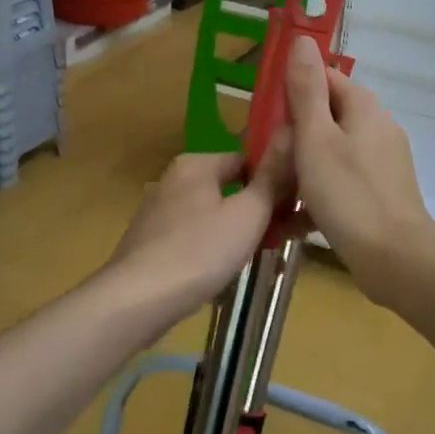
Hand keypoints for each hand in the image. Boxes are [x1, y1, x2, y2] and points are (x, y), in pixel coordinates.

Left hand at [107, 147, 292, 323]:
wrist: (138, 300)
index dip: (274, 180)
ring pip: (213, 216)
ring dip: (239, 233)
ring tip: (263, 257)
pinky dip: (214, 250)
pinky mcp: (151, 244)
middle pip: (229, 188)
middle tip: (287, 236)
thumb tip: (289, 134)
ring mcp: (159, 213)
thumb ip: (272, 178)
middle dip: (260, 211)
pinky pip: (194, 239)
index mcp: (195, 164)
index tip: (296, 206)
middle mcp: (173, 181)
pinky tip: (227, 273)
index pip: (246, 159)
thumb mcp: (249, 213)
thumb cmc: (200, 250)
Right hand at [284, 36, 434, 302]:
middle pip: (326, 118)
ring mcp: (381, 164)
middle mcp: (377, 129)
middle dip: (293, 136)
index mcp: (364, 108)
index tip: (266, 116)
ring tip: (271, 190)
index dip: (293, 91)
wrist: (396, 260)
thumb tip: (302, 39)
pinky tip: (291, 221)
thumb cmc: (349, 194)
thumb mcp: (316, 138)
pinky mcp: (379, 195)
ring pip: (330, 154)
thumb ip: (306, 90)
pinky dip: (317, 197)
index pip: (325, 79)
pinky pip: (340, 184)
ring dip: (301, 169)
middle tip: (265, 158)